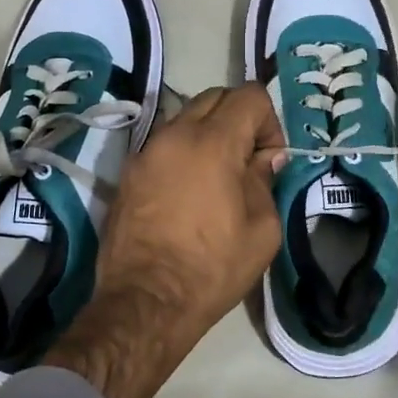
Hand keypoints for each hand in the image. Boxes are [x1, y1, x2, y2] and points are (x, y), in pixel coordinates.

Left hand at [46, 84, 285, 397]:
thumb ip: (265, 180)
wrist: (146, 301)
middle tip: (247, 163)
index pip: (249, 96)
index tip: (269, 159)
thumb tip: (264, 158)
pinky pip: (164, 145)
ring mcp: (145, 152)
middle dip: (239, 119)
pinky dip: (183, 153)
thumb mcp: (262, 229)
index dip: (269, 121)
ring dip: (208, 135)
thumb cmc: (212, 268)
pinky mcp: (128, 173)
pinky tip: (189, 193)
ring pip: (185, 118)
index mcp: (212, 142)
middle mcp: (174, 135)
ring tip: (217, 179)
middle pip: (215, 97)